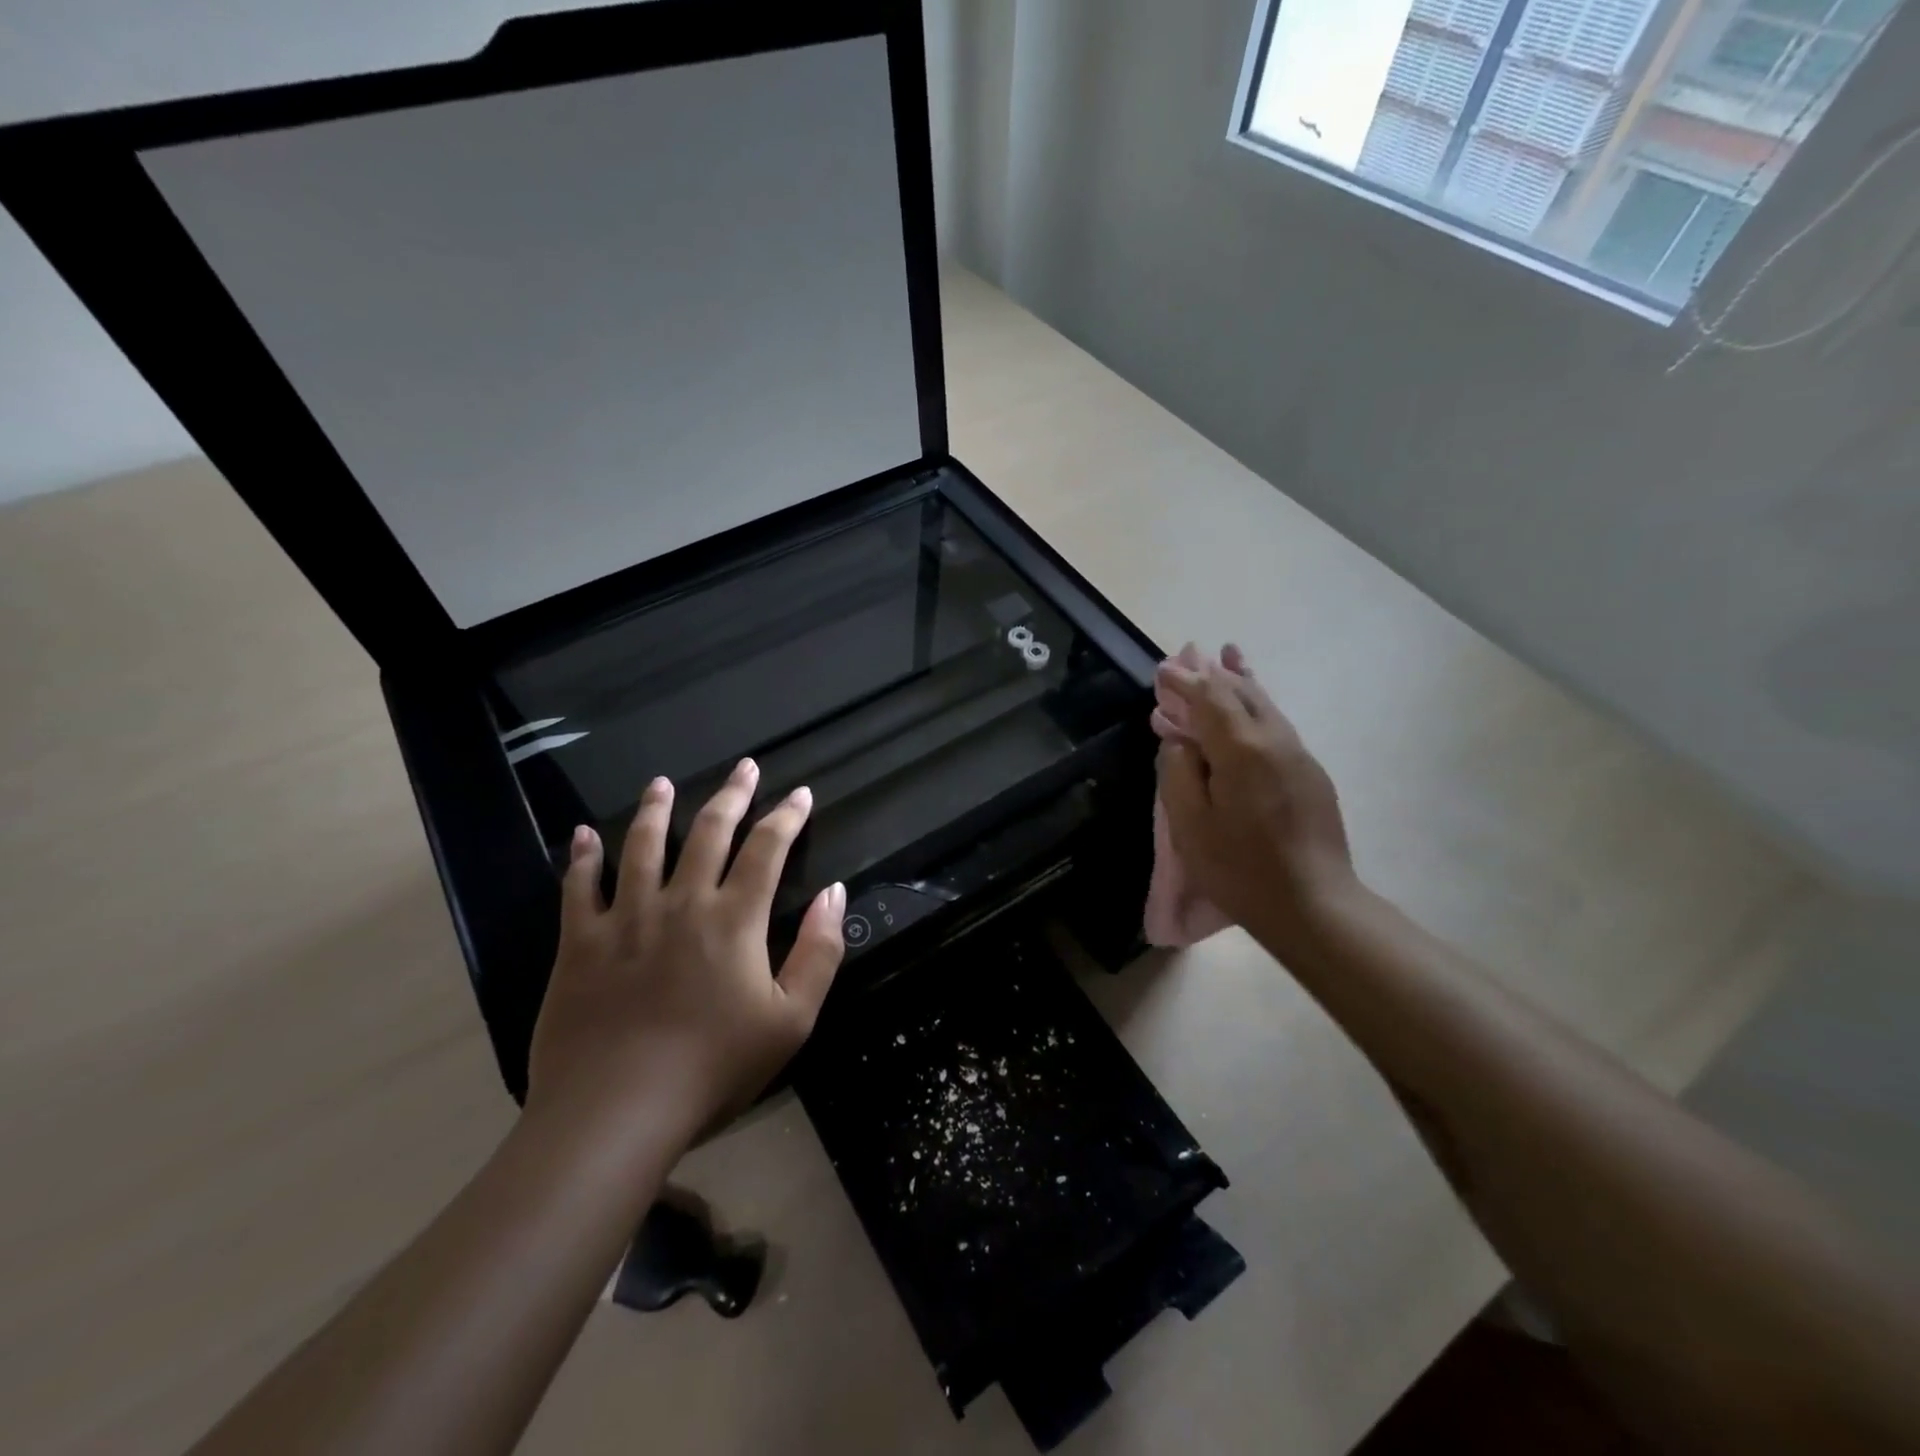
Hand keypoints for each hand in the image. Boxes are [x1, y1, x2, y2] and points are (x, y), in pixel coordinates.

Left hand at [525, 759, 845, 1139]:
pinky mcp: (580, 944)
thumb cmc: (713, 1068)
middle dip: (732, 795)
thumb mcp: (791, 1019)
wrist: (617, 1112)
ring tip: (663, 783)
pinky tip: (583, 836)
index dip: (787, 817)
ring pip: (643, 847)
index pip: (767, 849)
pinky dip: (582, 858)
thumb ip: (819, 952)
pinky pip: (579, 888)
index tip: (800, 794)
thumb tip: (833, 892)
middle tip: (745, 767)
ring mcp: (626, 918)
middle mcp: (682, 902)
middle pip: (709, 832)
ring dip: (656, 810)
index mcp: (734, 919)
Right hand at [1156, 646, 1358, 947]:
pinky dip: (1257, 706)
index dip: (1184, 682)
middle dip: (1213, 673)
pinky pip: (1277, 726)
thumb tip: (1180, 740)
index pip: (1209, 698)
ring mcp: (1299, 756)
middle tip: (1190, 654)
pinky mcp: (1312, 774)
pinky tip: (1251, 706)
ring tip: (1228, 658)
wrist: (1313, 904)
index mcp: (1242, 750)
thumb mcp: (1190, 825)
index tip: (1163, 670)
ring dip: (1240, 682)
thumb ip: (1178, 772)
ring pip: (1265, 706)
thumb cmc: (1240, 868)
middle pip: (1242, 693)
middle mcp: (1275, 741)